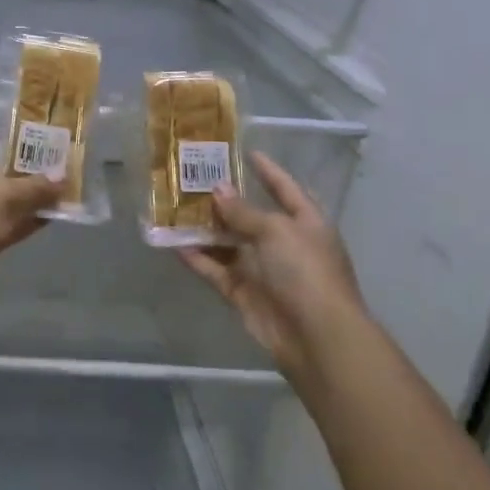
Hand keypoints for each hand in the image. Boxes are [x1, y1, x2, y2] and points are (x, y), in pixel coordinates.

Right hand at [178, 151, 370, 375]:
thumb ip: (243, 211)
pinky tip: (174, 244)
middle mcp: (284, 243)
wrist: (315, 336)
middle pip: (251, 216)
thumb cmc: (305, 271)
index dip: (268, 171)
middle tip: (193, 179)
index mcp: (305, 222)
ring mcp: (263, 269)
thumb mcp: (276, 231)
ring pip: (229, 243)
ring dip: (206, 229)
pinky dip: (197, 258)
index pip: (285, 189)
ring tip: (175, 208)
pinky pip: (216, 270)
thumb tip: (218, 190)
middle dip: (225, 200)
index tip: (246, 153)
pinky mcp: (243, 293)